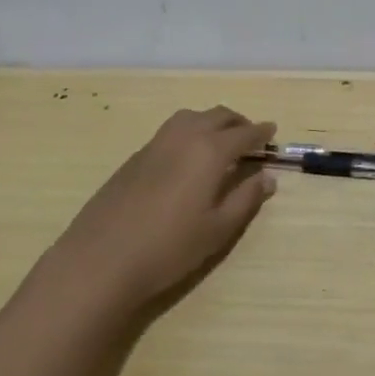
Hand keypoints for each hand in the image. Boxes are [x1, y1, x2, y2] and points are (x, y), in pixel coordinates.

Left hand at [53, 106, 277, 307]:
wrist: (102, 259)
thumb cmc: (170, 247)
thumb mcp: (218, 229)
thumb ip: (246, 199)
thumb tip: (267, 178)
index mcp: (210, 151)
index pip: (243, 134)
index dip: (261, 133)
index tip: (272, 132)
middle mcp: (184, 137)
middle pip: (217, 116)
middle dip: (237, 122)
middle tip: (250, 136)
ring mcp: (155, 144)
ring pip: (190, 117)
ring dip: (211, 121)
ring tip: (220, 141)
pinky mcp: (135, 157)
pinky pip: (171, 131)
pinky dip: (189, 132)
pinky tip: (187, 158)